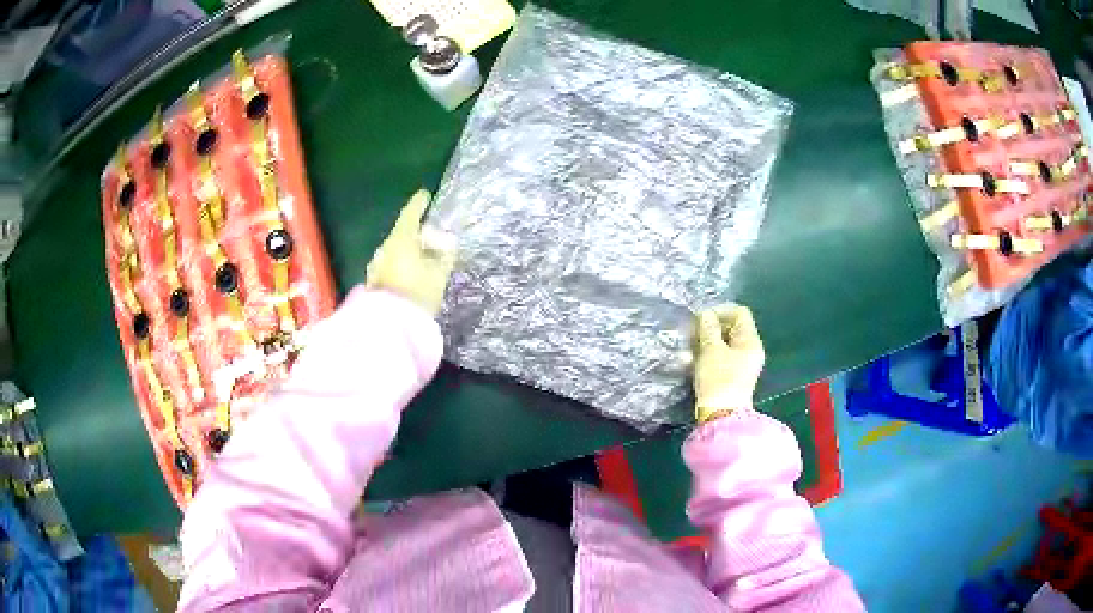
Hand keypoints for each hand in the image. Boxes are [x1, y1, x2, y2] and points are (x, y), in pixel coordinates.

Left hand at [365, 189, 456, 315]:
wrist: (390, 324)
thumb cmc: (418, 293)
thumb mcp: (439, 274)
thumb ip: (445, 254)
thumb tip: (447, 240)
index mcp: (401, 239)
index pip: (410, 213)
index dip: (419, 204)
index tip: (425, 195)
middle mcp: (385, 247)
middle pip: (402, 233)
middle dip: (416, 233)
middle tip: (431, 236)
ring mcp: (376, 264)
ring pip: (395, 250)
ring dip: (408, 251)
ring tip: (423, 258)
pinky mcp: (373, 281)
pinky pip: (390, 265)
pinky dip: (401, 264)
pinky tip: (410, 274)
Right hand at [693, 305, 764, 422]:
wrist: (720, 415)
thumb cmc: (718, 379)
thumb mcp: (711, 350)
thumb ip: (708, 329)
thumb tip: (706, 314)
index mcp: (750, 341)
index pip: (740, 313)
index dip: (720, 311)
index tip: (701, 319)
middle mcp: (749, 350)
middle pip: (731, 328)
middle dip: (710, 328)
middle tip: (691, 333)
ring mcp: (741, 365)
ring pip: (723, 344)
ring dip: (705, 343)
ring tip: (687, 349)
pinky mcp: (730, 376)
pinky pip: (719, 358)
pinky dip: (706, 356)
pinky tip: (689, 361)